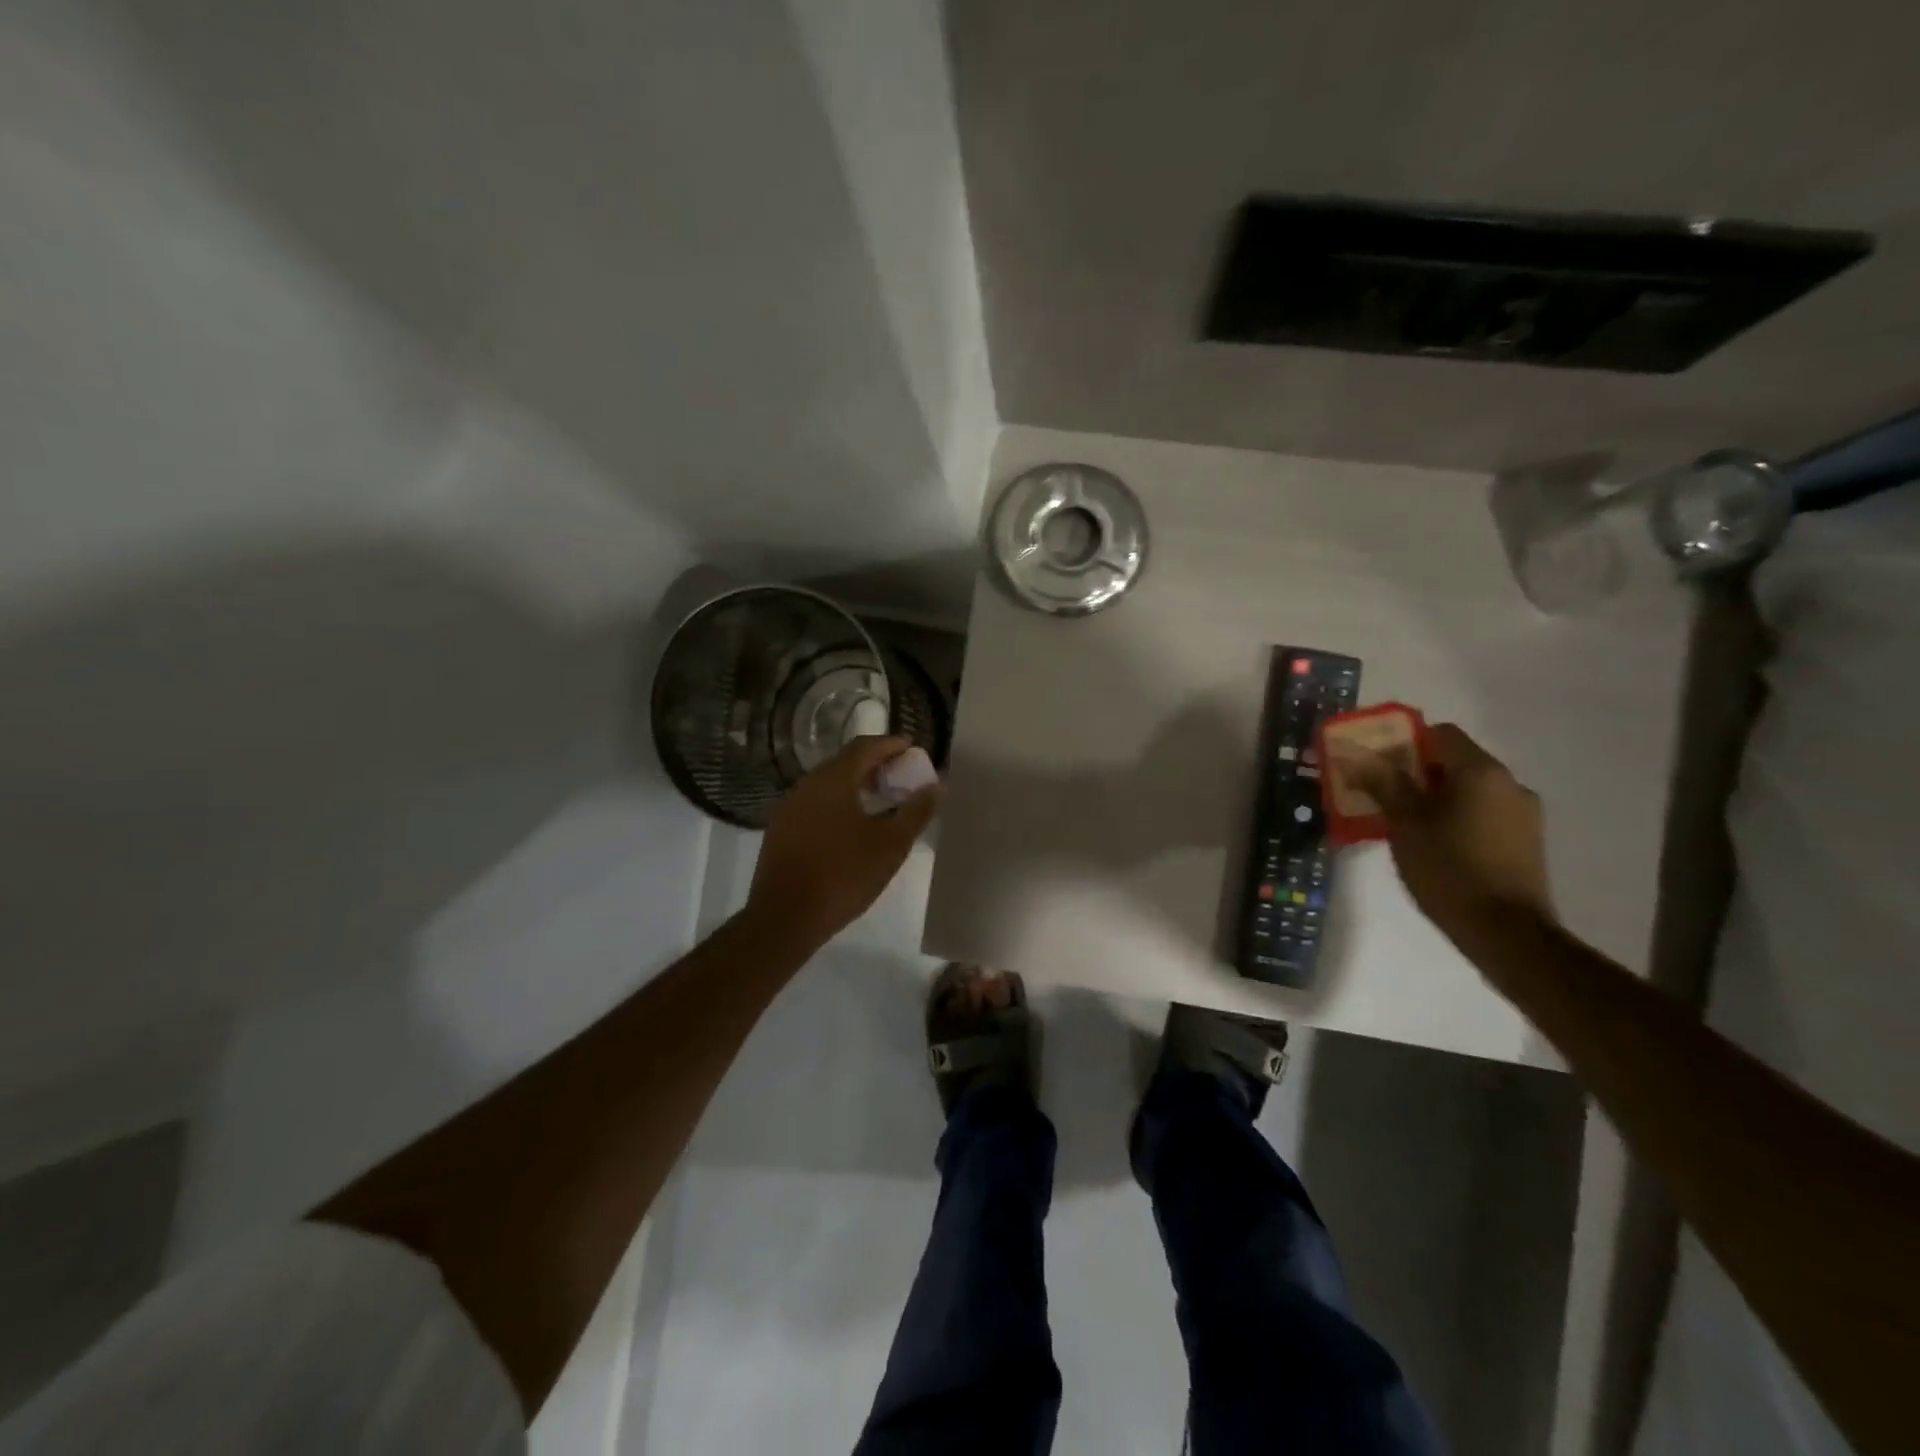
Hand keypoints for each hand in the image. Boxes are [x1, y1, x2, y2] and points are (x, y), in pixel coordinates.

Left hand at [746, 736, 941, 949]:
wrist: (785, 917)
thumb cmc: (844, 875)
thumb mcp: (891, 845)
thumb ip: (916, 811)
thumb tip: (937, 786)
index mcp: (833, 780)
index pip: (865, 747)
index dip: (891, 744)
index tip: (912, 748)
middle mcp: (807, 785)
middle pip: (844, 762)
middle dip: (874, 764)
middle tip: (900, 775)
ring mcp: (789, 807)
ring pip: (828, 784)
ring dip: (855, 784)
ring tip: (881, 799)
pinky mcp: (780, 830)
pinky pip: (815, 804)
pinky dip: (838, 803)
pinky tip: (851, 825)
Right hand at [1338, 723, 1555, 943]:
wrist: (1507, 932)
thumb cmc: (1449, 869)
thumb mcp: (1404, 824)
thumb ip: (1382, 783)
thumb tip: (1356, 754)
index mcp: (1480, 771)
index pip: (1440, 733)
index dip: (1404, 743)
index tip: (1378, 766)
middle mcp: (1509, 783)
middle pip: (1455, 761)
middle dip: (1417, 773)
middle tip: (1383, 796)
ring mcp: (1524, 813)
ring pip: (1470, 789)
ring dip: (1437, 797)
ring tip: (1406, 825)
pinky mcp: (1526, 841)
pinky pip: (1484, 813)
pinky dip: (1458, 817)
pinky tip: (1437, 845)